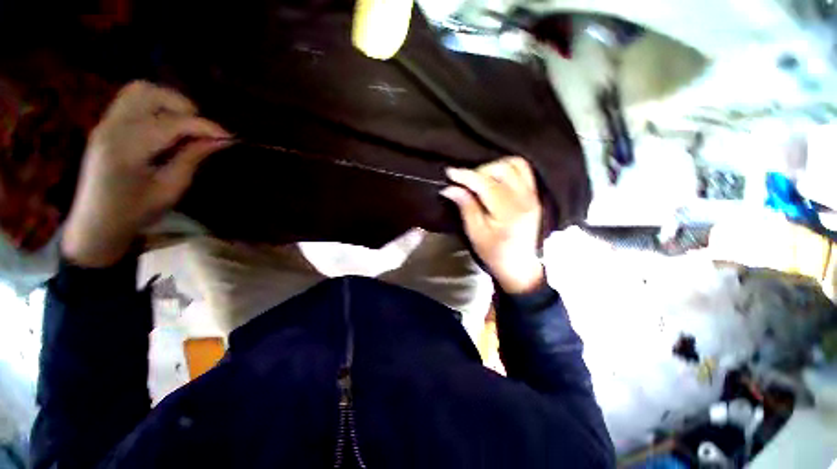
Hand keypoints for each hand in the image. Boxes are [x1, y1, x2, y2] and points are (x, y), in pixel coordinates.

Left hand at [62, 81, 231, 266]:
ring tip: (184, 124)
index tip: (228, 137)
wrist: (96, 221)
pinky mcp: (106, 124)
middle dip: (182, 106)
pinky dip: (154, 105)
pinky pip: (132, 100)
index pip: (171, 123)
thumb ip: (191, 158)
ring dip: (167, 102)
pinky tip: (166, 126)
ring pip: (138, 90)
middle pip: (149, 93)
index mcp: (127, 149)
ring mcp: (105, 123)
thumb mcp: (170, 189)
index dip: (204, 126)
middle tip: (199, 129)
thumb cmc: (135, 212)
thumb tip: (219, 141)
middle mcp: (112, 127)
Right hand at [441, 157, 544, 293]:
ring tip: (480, 178)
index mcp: (508, 212)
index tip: (450, 173)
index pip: (486, 184)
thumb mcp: (475, 233)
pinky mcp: (534, 195)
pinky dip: (508, 168)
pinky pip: (524, 170)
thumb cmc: (493, 253)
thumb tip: (450, 188)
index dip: (466, 175)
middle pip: (502, 169)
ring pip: (515, 165)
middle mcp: (524, 199)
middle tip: (466, 181)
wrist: (519, 265)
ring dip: (495, 166)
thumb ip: (466, 207)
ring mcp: (532, 195)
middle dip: (479, 171)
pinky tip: (495, 177)